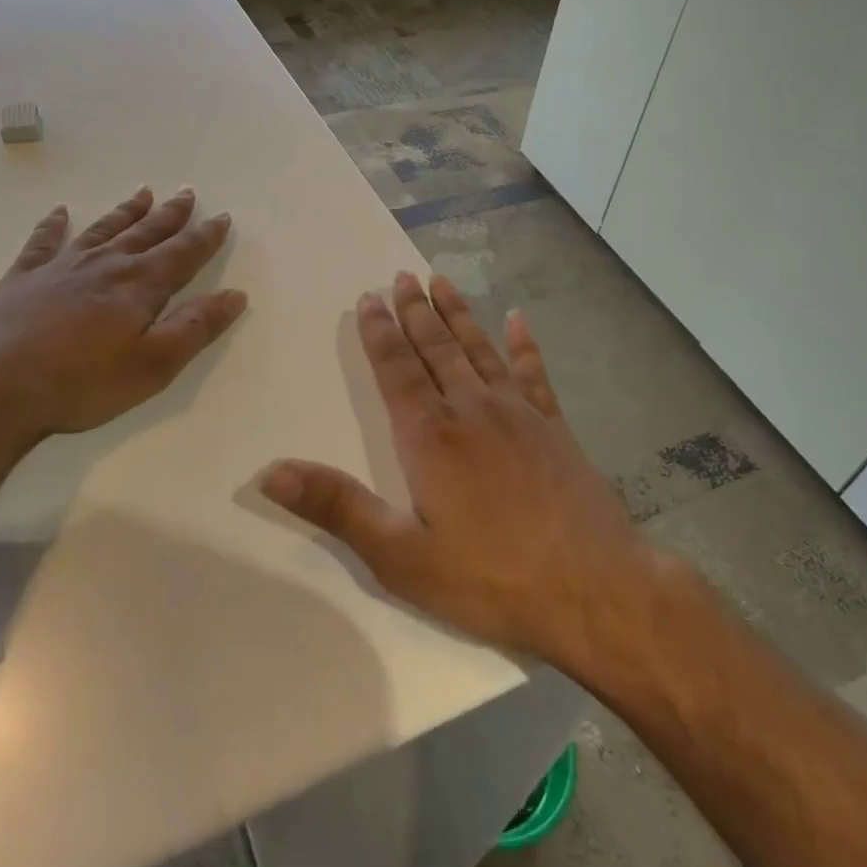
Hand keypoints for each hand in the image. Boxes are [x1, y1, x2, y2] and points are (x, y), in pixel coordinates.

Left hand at [0, 186, 245, 469]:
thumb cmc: (81, 383)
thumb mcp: (153, 365)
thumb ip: (196, 328)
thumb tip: (235, 295)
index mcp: (139, 286)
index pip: (183, 254)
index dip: (206, 236)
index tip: (223, 217)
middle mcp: (105, 265)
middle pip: (145, 233)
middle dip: (170, 215)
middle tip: (187, 193)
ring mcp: (60, 268)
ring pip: (102, 230)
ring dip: (125, 212)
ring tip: (143, 193)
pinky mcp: (22, 279)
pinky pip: (42, 242)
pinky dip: (53, 225)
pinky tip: (58, 212)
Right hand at [260, 272, 649, 672]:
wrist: (595, 589)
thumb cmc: (491, 578)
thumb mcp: (401, 557)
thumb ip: (337, 507)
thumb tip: (270, 472)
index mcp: (430, 436)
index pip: (396, 369)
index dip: (379, 332)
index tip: (369, 298)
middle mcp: (471, 409)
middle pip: (436, 347)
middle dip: (415, 311)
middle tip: (401, 276)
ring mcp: (518, 414)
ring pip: (478, 349)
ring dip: (457, 314)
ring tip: (441, 281)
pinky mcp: (554, 427)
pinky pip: (533, 373)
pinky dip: (524, 343)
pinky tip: (518, 319)